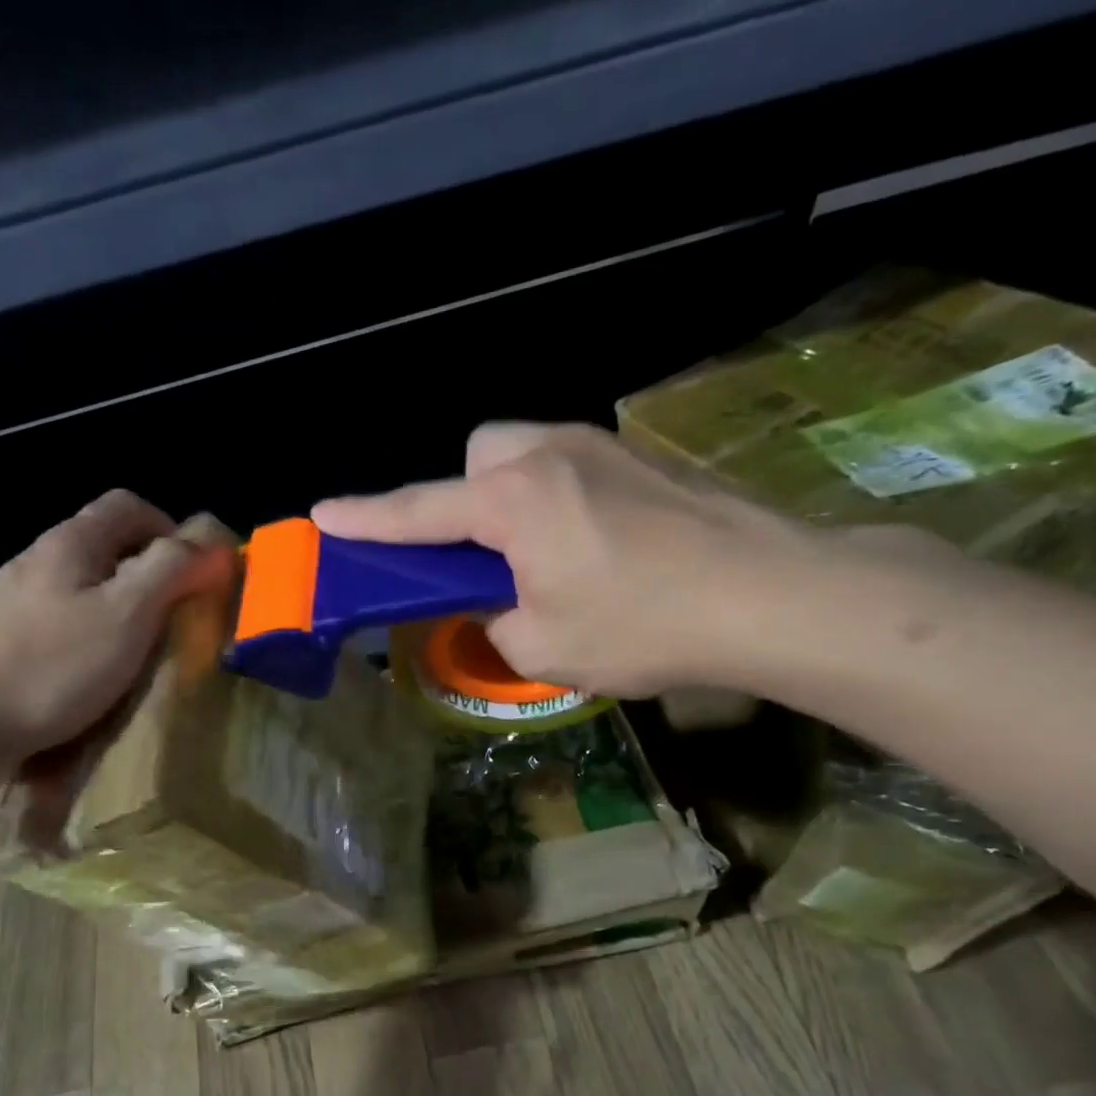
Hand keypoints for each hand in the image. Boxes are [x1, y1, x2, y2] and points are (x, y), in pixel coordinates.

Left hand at [0, 489, 211, 792]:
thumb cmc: (53, 666)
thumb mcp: (127, 615)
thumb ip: (171, 571)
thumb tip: (210, 544)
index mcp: (71, 543)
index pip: (128, 505)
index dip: (170, 529)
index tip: (193, 574)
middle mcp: (37, 558)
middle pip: (103, 543)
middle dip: (147, 571)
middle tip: (173, 616)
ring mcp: (11, 597)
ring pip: (80, 583)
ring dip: (117, 604)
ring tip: (136, 648)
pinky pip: (58, 618)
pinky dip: (86, 632)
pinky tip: (89, 671)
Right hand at [312, 422, 830, 697]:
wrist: (772, 594)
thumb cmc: (643, 625)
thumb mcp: (543, 648)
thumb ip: (496, 622)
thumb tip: (498, 603)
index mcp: (514, 499)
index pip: (420, 511)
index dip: (367, 519)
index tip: (323, 517)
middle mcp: (551, 452)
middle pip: (480, 454)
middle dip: (465, 498)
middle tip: (483, 556)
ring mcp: (604, 446)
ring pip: (528, 453)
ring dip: (514, 498)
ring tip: (543, 559)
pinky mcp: (645, 459)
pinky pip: (574, 466)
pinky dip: (561, 502)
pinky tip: (599, 551)